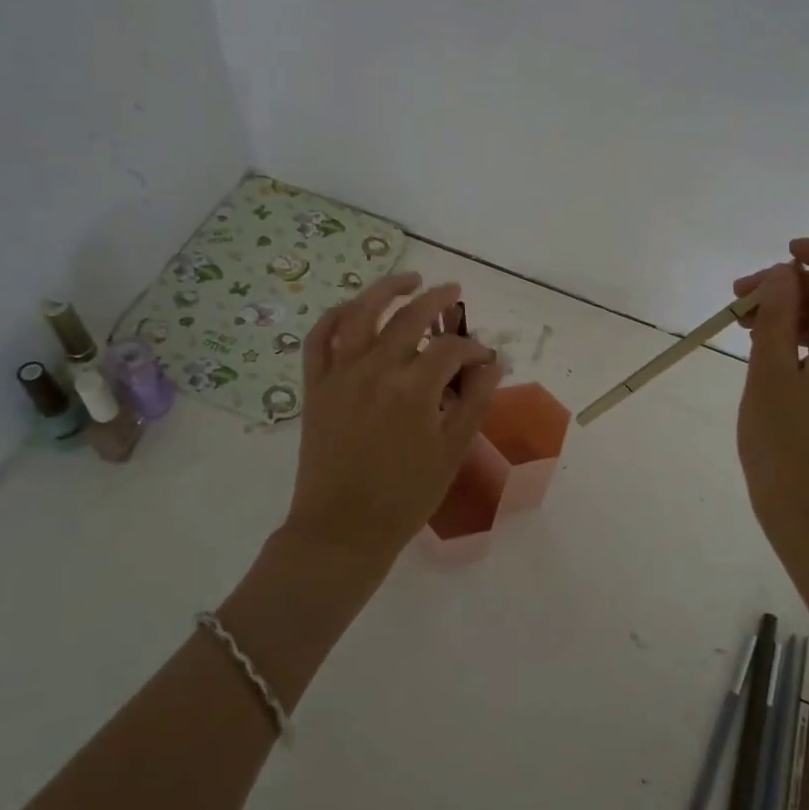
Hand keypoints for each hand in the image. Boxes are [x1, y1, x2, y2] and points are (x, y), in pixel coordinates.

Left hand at [281, 273, 501, 568]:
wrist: (341, 530)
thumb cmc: (404, 497)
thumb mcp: (451, 453)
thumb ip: (474, 403)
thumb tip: (493, 366)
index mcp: (412, 389)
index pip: (450, 350)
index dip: (473, 350)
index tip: (485, 361)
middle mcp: (374, 370)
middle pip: (409, 317)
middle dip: (437, 300)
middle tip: (454, 292)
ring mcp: (339, 375)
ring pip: (360, 313)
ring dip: (386, 289)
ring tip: (408, 279)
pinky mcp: (315, 387)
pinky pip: (319, 339)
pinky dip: (336, 316)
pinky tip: (354, 308)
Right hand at [733, 236, 808, 553]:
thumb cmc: (788, 446)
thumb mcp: (770, 375)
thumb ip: (777, 316)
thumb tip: (783, 273)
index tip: (784, 256)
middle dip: (790, 286)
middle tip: (738, 298)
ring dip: (788, 312)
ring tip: (739, 322)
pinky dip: (794, 338)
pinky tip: (759, 347)